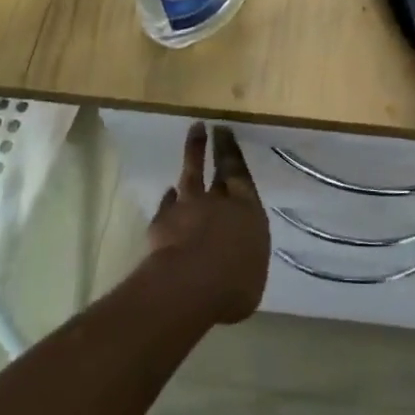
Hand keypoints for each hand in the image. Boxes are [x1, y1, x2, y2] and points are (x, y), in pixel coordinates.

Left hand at [144, 123, 269, 324]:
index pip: (241, 175)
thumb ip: (244, 257)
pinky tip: (168, 193)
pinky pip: (167, 205)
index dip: (234, 153)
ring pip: (190, 174)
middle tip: (216, 127)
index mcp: (248, 211)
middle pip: (219, 168)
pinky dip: (169, 198)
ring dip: (192, 153)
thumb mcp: (251, 274)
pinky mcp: (163, 221)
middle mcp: (219, 202)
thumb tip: (239, 258)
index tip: (227, 133)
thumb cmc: (233, 285)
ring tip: (194, 134)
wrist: (189, 286)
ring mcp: (188, 207)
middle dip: (218, 147)